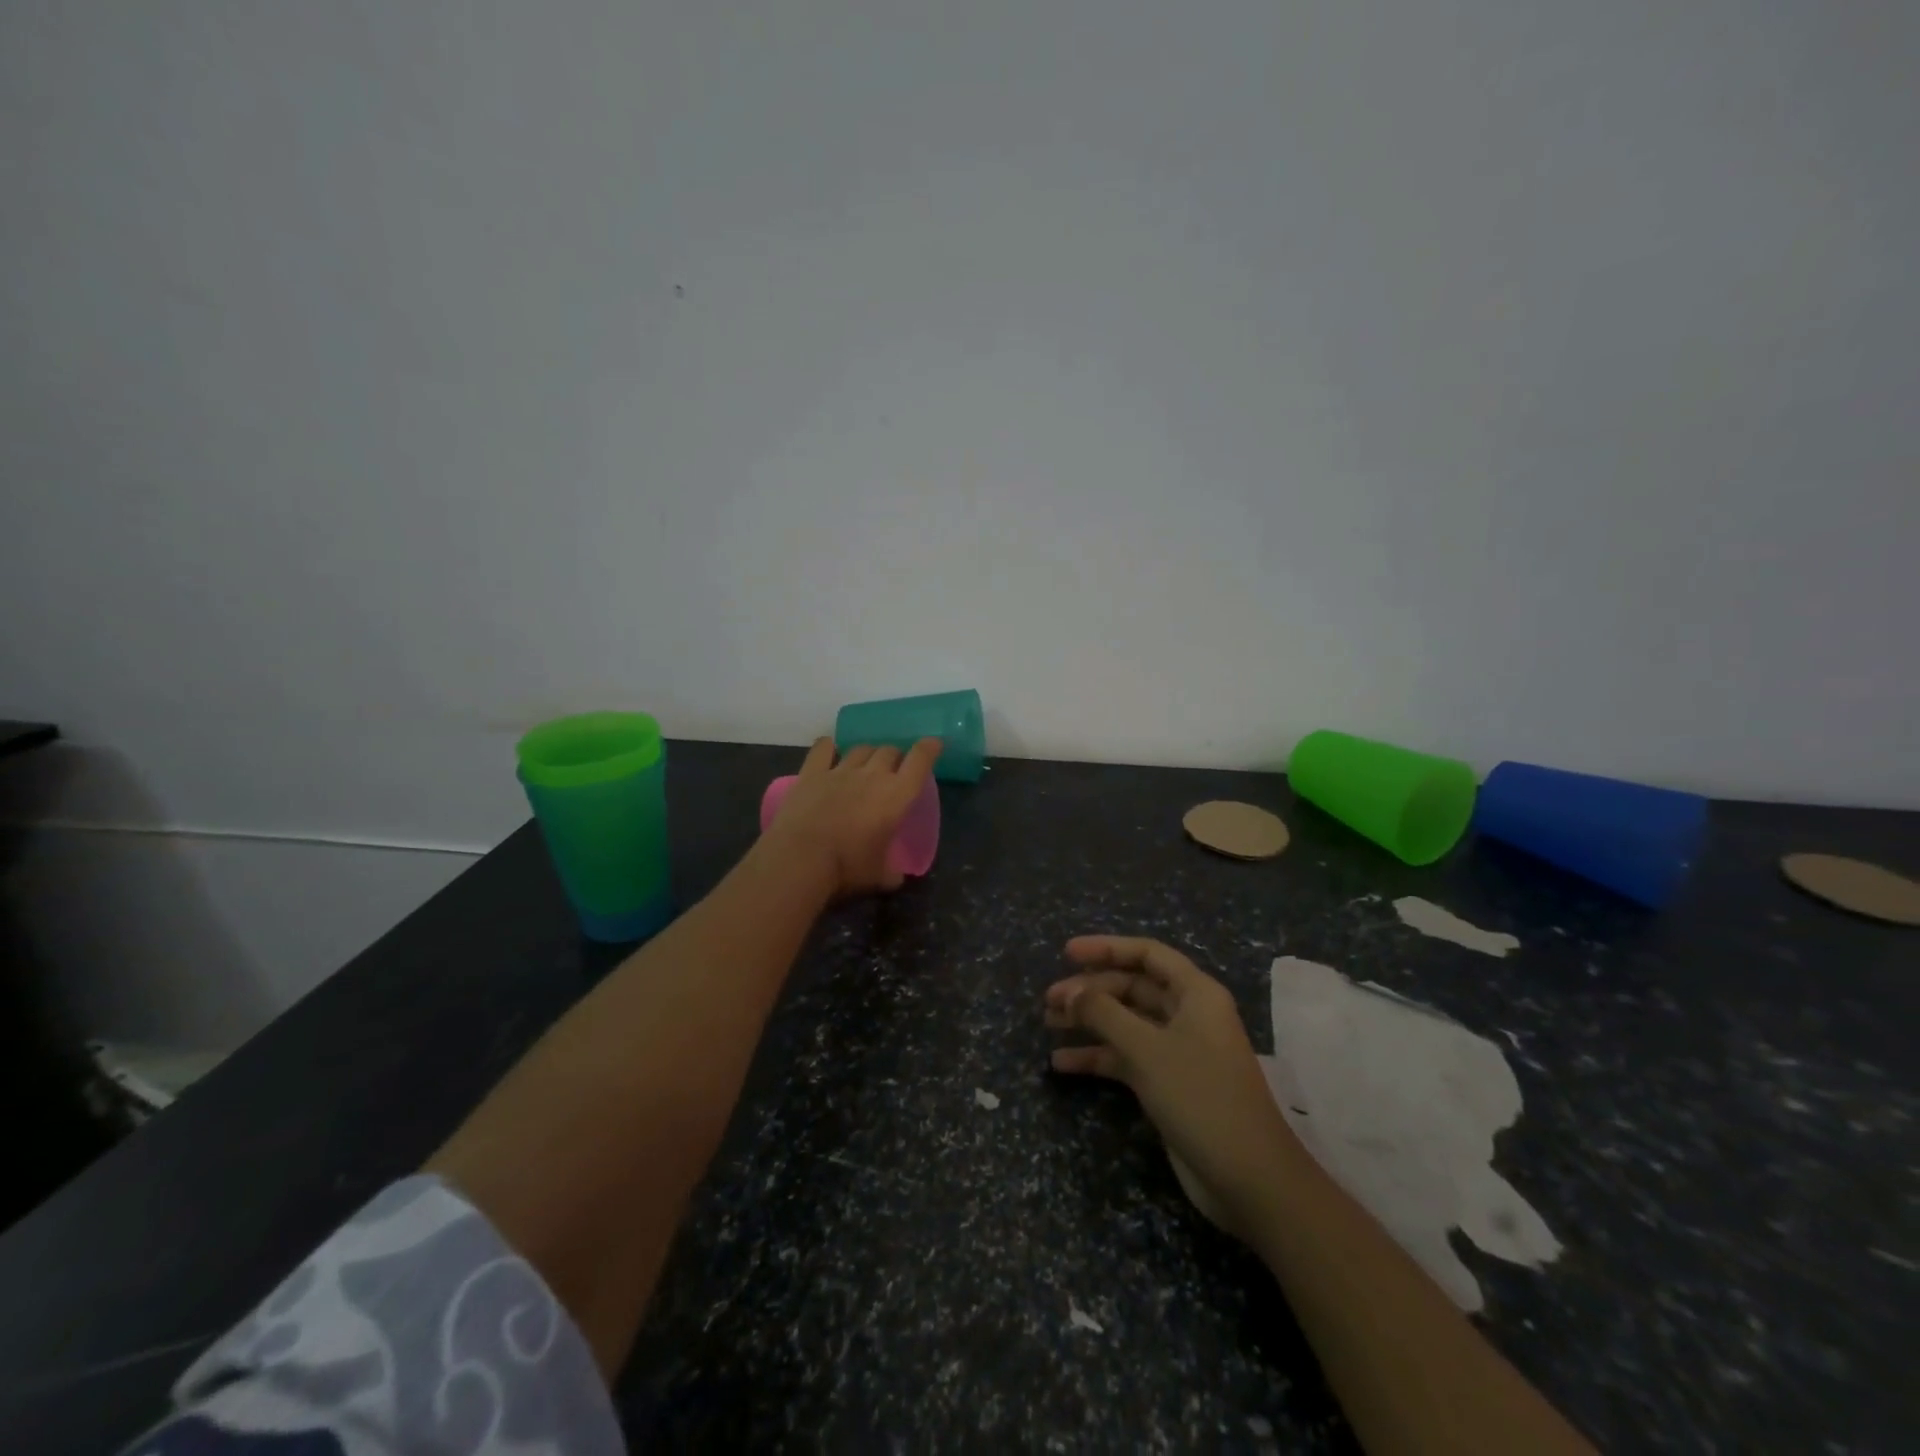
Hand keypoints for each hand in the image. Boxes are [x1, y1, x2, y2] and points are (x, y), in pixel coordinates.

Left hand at [761, 736, 941, 896]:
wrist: (801, 859)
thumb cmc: (848, 868)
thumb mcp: (880, 877)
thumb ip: (892, 873)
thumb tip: (895, 877)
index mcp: (897, 795)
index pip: (920, 760)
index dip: (929, 748)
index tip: (934, 744)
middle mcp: (872, 775)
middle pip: (889, 750)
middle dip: (895, 756)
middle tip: (893, 770)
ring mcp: (840, 771)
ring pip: (861, 748)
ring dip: (868, 754)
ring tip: (865, 764)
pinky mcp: (811, 773)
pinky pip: (823, 749)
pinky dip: (829, 747)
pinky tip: (830, 750)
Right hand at [1045, 936, 1299, 1240]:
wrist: (1249, 1180)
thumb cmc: (1201, 1097)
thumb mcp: (1146, 1049)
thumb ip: (1103, 1013)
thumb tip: (1070, 991)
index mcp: (1195, 994)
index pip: (1147, 954)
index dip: (1106, 947)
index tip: (1066, 953)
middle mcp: (1188, 1015)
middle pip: (1133, 987)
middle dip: (1090, 989)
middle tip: (1049, 999)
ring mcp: (1179, 1051)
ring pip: (1126, 1022)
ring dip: (1089, 1021)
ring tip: (1048, 1023)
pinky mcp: (1169, 1084)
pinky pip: (1126, 1058)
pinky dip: (1097, 1057)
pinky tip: (1061, 1063)